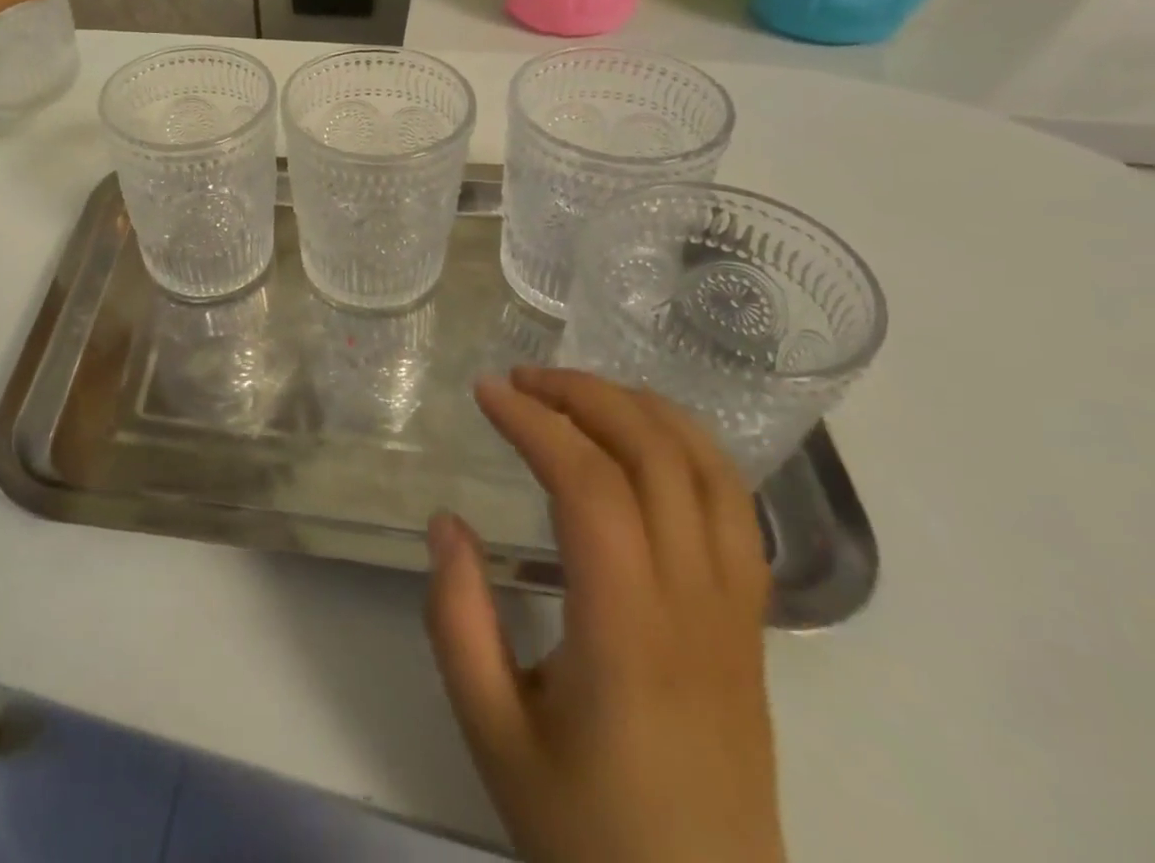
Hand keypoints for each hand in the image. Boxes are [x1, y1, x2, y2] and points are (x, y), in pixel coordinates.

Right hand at [425, 368, 783, 862]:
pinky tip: (645, 442)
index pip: (591, 487)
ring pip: (713, 474)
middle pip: (658, 459)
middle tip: (522, 380)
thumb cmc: (587, 832)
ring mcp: (737, 616)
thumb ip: (458, 619)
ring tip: (580, 392)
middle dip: (586, 396)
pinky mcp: (751, 629)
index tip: (486, 392)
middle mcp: (695, 607)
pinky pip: (736, 511)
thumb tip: (446, 522)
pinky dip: (691, 450)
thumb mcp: (491, 733)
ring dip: (645, 411)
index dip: (536, 423)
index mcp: (628, 633)